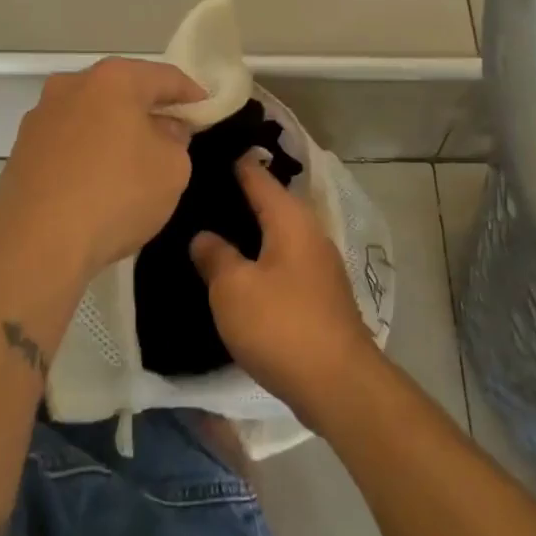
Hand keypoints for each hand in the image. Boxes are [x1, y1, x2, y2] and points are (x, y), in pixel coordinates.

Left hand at [0, 58, 204, 281]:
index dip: (191, 93)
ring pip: (93, 115)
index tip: (207, 109)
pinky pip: (69, 141)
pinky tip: (101, 179)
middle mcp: (72, 86)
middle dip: (150, 109)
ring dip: (116, 130)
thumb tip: (162, 130)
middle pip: (123, 90)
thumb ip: (177, 139)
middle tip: (174, 132)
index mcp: (113, 79)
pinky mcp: (22, 150)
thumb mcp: (173, 168)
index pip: (165, 76)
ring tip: (136, 159)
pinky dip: (90, 151)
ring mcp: (41, 117)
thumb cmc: (116, 194)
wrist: (35, 243)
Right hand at [191, 157, 378, 424]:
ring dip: (249, 231)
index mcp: (290, 218)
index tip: (204, 153)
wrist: (337, 382)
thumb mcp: (233, 288)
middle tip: (197, 194)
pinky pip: (283, 261)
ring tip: (211, 230)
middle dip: (237, 197)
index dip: (232, 162)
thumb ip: (215, 255)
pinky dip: (260, 258)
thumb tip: (203, 235)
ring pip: (277, 234)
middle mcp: (309, 232)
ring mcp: (318, 264)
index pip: (257, 175)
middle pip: (270, 203)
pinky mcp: (319, 294)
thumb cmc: (281, 325)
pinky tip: (238, 270)